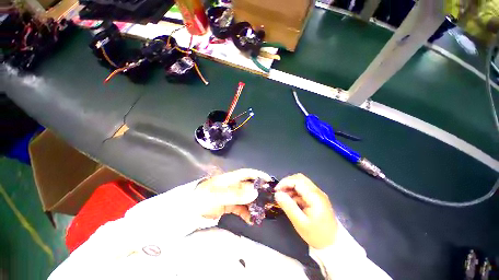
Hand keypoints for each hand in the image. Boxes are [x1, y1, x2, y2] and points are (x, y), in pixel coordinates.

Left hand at [196, 169, 271, 223]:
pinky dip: (247, 213)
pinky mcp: (230, 205)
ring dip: (255, 204)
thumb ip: (236, 193)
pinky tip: (251, 220)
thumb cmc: (203, 197)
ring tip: (262, 213)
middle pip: (250, 186)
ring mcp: (232, 196)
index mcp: (231, 178)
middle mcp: (234, 185)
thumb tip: (255, 191)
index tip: (269, 181)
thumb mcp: (219, 194)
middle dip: (260, 192)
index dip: (259, 175)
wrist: (189, 210)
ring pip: (247, 198)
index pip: (248, 173)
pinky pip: (242, 208)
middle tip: (269, 200)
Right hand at [274, 173, 337, 248]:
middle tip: (279, 192)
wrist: (333, 244)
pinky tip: (291, 200)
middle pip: (299, 178)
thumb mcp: (300, 223)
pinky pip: (303, 189)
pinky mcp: (316, 197)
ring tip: (283, 197)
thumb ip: (288, 206)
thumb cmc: (316, 235)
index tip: (276, 191)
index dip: (285, 183)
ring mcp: (318, 194)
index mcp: (315, 196)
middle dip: (287, 183)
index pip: (297, 181)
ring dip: (290, 187)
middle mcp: (317, 192)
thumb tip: (277, 194)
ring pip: (301, 182)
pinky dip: (295, 191)